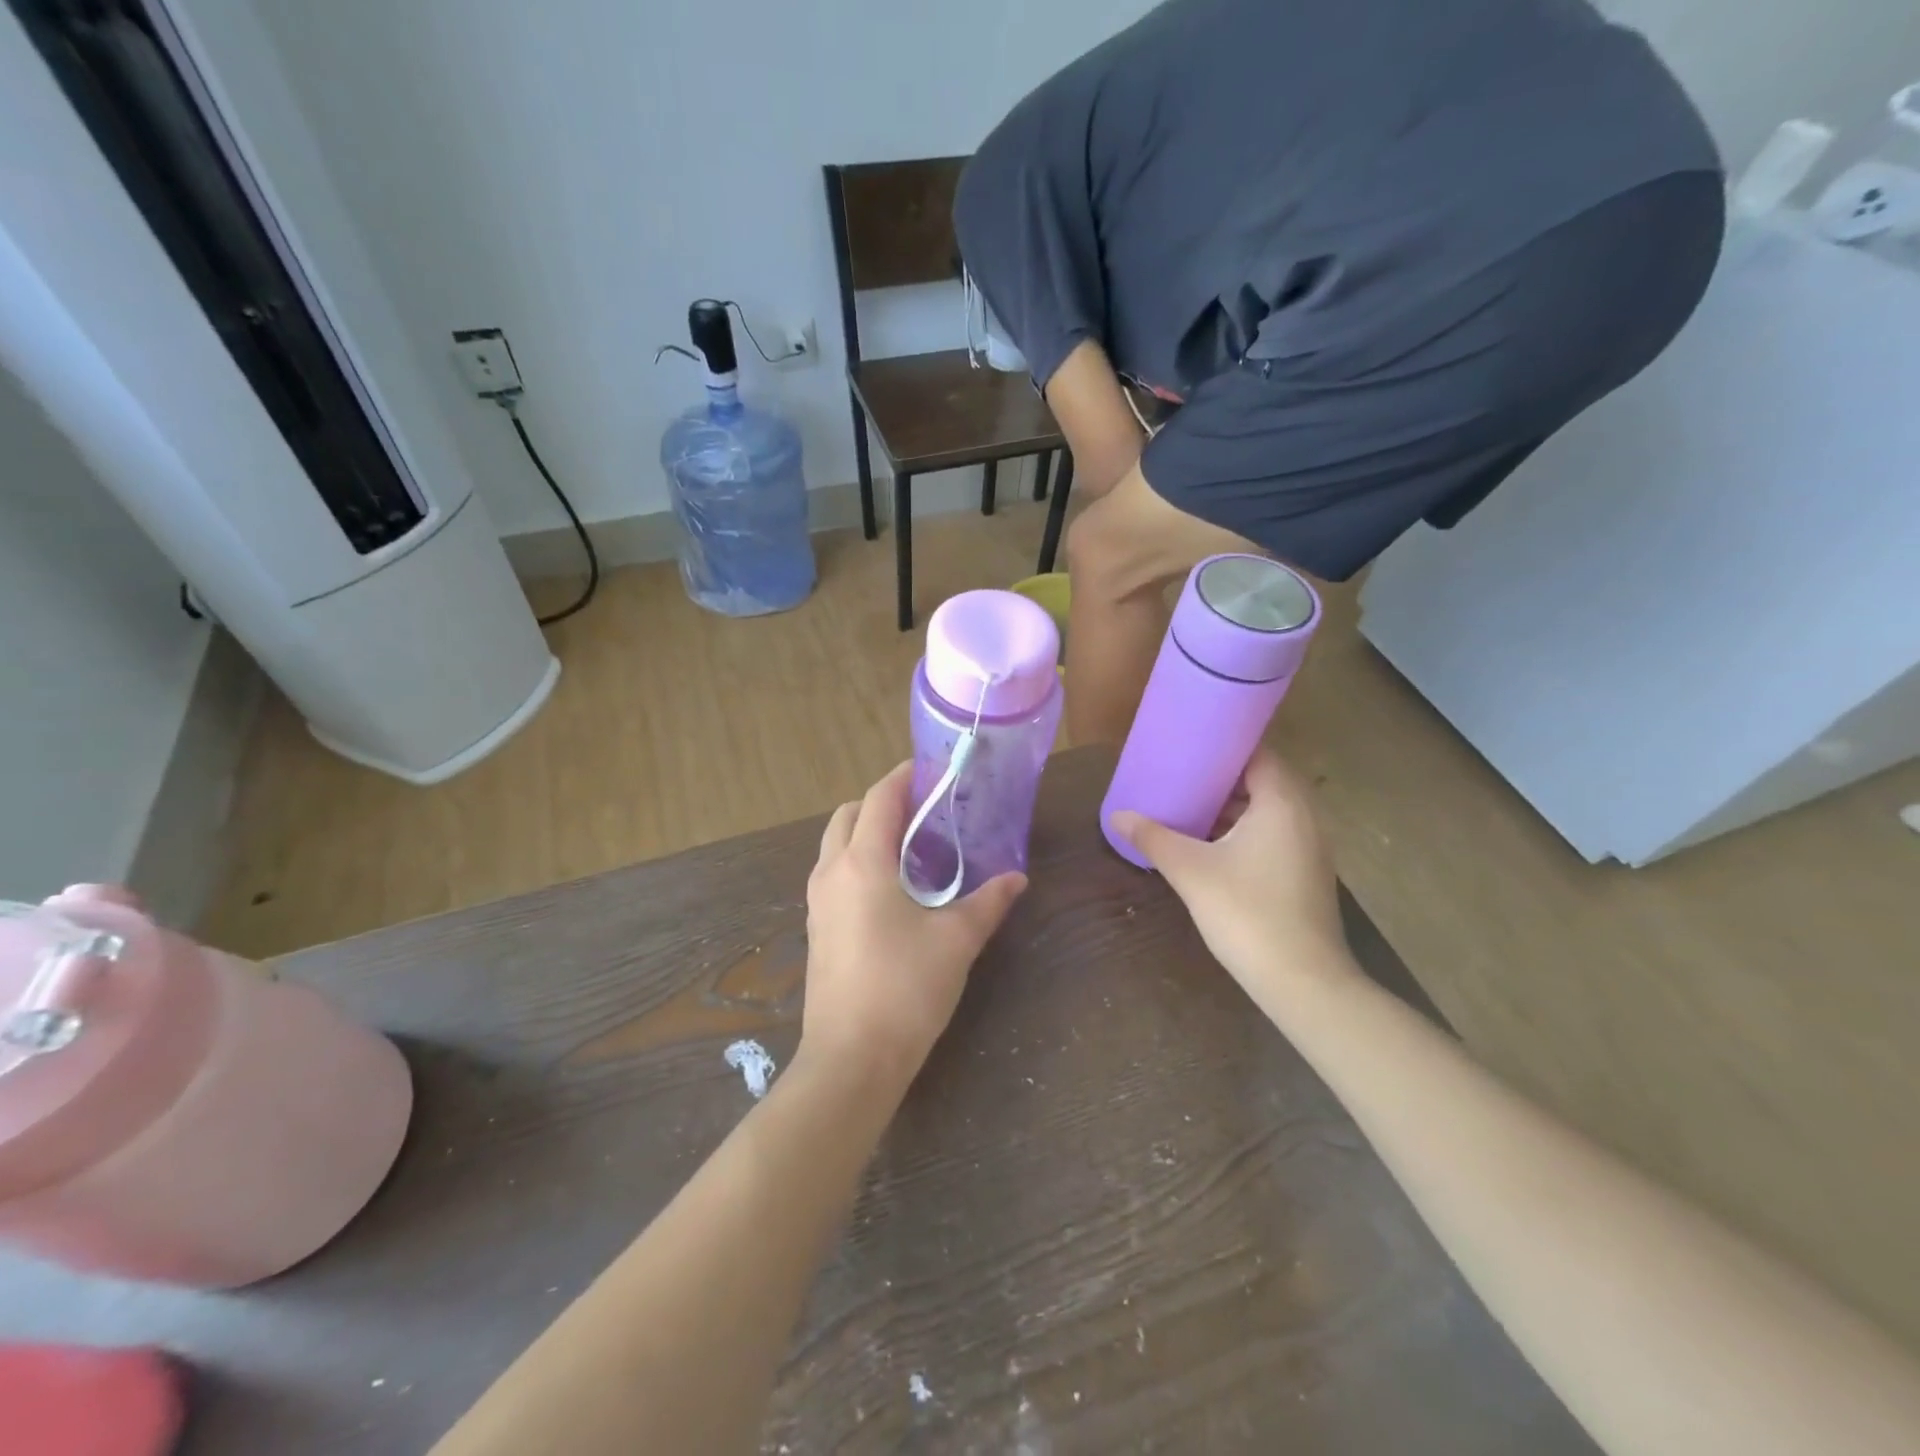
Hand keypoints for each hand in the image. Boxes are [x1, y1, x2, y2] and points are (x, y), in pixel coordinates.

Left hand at [802, 763, 1026, 1086]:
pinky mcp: (816, 928)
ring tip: (912, 848)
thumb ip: (988, 902)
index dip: (905, 777)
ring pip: (836, 844)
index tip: (934, 770)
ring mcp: (817, 902)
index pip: (880, 798)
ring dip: (867, 832)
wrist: (851, 1058)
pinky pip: (833, 873)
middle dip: (882, 802)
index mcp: (862, 862)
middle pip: (849, 814)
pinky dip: (858, 861)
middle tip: (925, 812)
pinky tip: (892, 889)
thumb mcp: (956, 940)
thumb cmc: (905, 988)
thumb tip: (1018, 879)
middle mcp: (831, 872)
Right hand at [1110, 750, 1353, 993]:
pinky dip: (1245, 828)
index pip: (1257, 753)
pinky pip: (1274, 833)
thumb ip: (1153, 838)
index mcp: (1282, 803)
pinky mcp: (1306, 872)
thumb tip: (1117, 815)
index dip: (1223, 746)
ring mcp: (1310, 846)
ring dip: (1233, 805)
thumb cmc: (1247, 913)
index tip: (1188, 745)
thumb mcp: (1190, 871)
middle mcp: (1304, 816)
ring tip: (1189, 804)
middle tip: (1181, 773)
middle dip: (1222, 776)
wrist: (1303, 982)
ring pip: (1269, 809)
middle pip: (1263, 779)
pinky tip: (1211, 844)